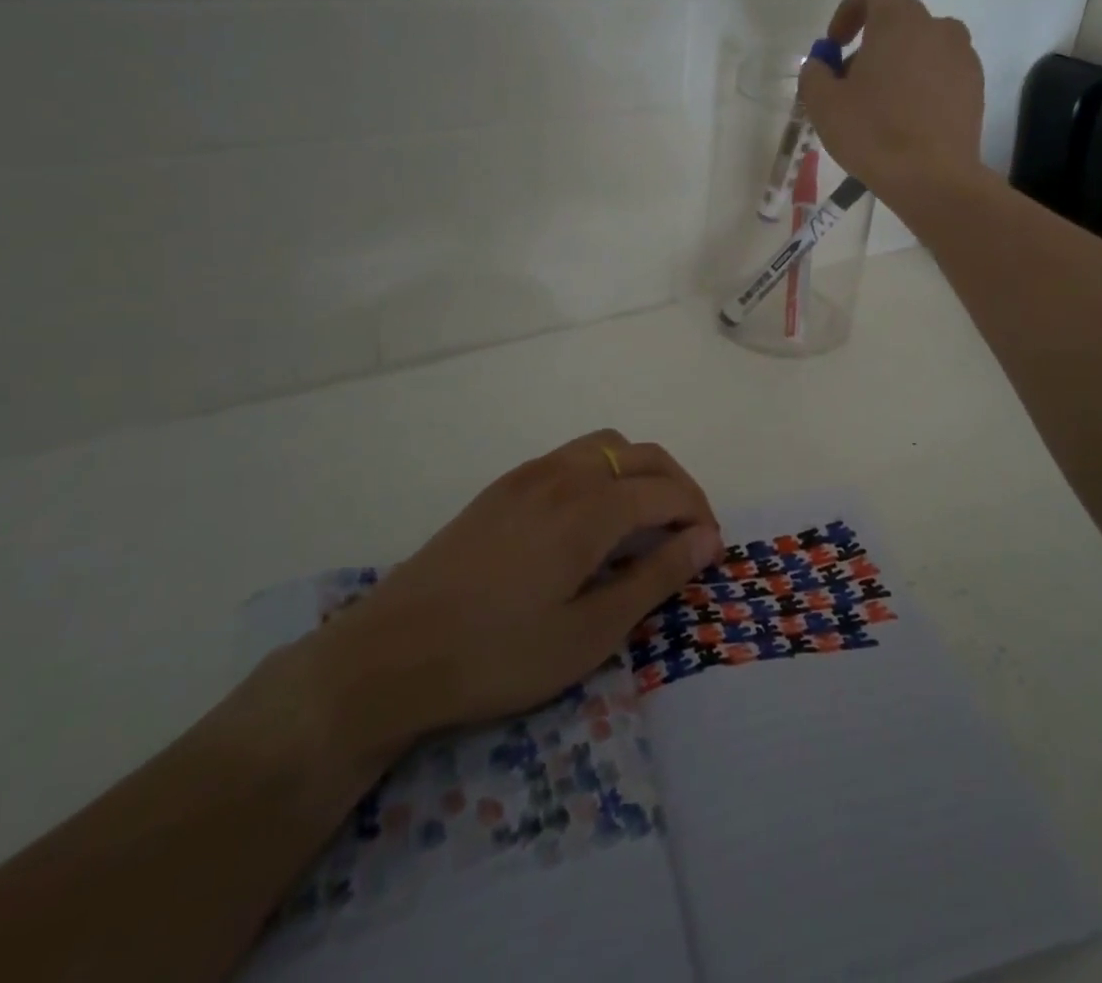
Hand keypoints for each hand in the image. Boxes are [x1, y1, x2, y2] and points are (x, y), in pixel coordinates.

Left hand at [305, 430, 721, 758]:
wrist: (390, 656)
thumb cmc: (499, 654)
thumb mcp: (589, 632)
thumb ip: (654, 578)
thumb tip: (706, 539)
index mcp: (589, 507)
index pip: (667, 490)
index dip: (699, 515)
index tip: (711, 552)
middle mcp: (564, 474)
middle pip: (642, 454)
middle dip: (678, 485)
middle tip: (690, 533)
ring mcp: (529, 474)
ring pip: (606, 446)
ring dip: (639, 470)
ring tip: (646, 520)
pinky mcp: (503, 487)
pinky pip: (571, 457)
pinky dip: (604, 471)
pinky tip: (592, 519)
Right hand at [798, 0, 985, 207]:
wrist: (935, 180)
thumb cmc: (874, 135)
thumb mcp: (823, 105)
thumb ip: (814, 74)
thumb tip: (822, 66)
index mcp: (900, 20)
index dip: (850, 5)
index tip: (837, 44)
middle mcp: (938, 27)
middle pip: (898, 20)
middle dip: (869, 46)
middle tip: (850, 88)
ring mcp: (963, 57)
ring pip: (921, 48)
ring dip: (896, 66)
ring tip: (879, 109)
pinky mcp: (975, 87)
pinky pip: (941, 73)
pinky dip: (921, 86)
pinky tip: (906, 124)